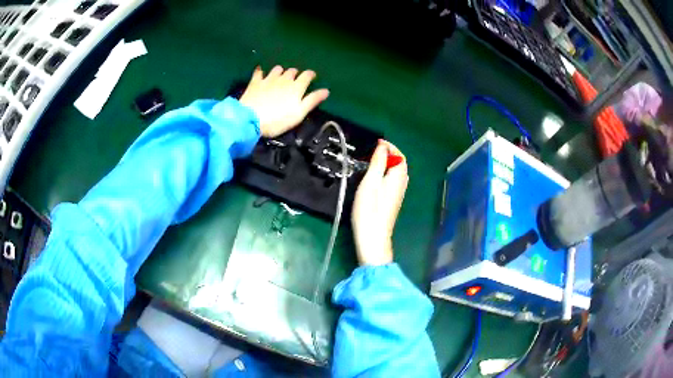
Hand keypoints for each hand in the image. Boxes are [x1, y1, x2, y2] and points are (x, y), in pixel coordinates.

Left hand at [239, 65, 329, 137]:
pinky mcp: (255, 82)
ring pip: (277, 69)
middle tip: (295, 80)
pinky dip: (261, 71)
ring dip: (280, 71)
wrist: (251, 119)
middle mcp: (284, 79)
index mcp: (296, 87)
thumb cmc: (278, 120)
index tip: (311, 77)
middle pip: (292, 71)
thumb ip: (312, 100)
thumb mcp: (299, 113)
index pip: (307, 75)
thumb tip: (326, 91)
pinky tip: (261, 73)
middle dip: (295, 74)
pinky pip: (259, 72)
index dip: (310, 75)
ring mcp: (269, 79)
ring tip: (280, 77)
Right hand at [351, 141, 408, 265]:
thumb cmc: (369, 209)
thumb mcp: (371, 181)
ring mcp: (398, 194)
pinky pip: (392, 181)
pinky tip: (374, 178)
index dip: (390, 146)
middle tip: (372, 151)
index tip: (376, 143)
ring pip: (396, 173)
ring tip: (371, 161)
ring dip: (387, 164)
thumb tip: (383, 146)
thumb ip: (378, 162)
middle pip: (400, 164)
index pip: (400, 156)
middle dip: (389, 154)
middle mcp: (402, 184)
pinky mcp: (392, 201)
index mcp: (398, 177)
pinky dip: (385, 174)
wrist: (373, 237)